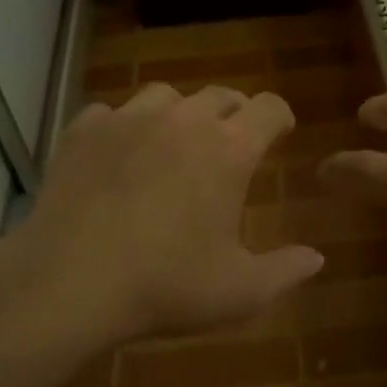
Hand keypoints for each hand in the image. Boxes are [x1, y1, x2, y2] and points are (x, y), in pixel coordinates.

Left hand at [1, 83, 324, 345]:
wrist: (69, 282)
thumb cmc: (164, 286)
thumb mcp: (238, 292)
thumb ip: (285, 272)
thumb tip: (318, 259)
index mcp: (228, 149)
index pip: (268, 108)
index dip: (279, 116)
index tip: (280, 131)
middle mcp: (183, 120)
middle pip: (220, 94)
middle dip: (233, 113)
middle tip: (230, 141)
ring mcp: (129, 118)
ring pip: (165, 94)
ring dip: (178, 113)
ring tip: (172, 142)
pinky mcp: (84, 129)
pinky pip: (112, 112)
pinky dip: (122, 127)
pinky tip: (117, 154)